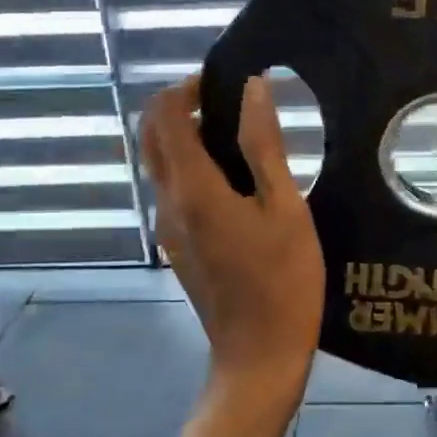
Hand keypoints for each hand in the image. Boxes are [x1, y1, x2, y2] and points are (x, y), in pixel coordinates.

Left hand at [141, 76, 324, 395]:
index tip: (224, 81)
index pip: (165, 115)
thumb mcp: (286, 208)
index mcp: (193, 189)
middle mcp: (168, 203)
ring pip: (159, 165)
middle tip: (225, 102)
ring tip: (238, 137)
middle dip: (177, 107)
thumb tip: (253, 88)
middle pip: (150, 136)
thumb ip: (265, 145)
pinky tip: (234, 181)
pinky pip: (172, 191)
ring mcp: (168, 229)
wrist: (259, 354)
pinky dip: (191, 168)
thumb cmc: (284, 280)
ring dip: (185, 138)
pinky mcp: (178, 247)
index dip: (187, 87)